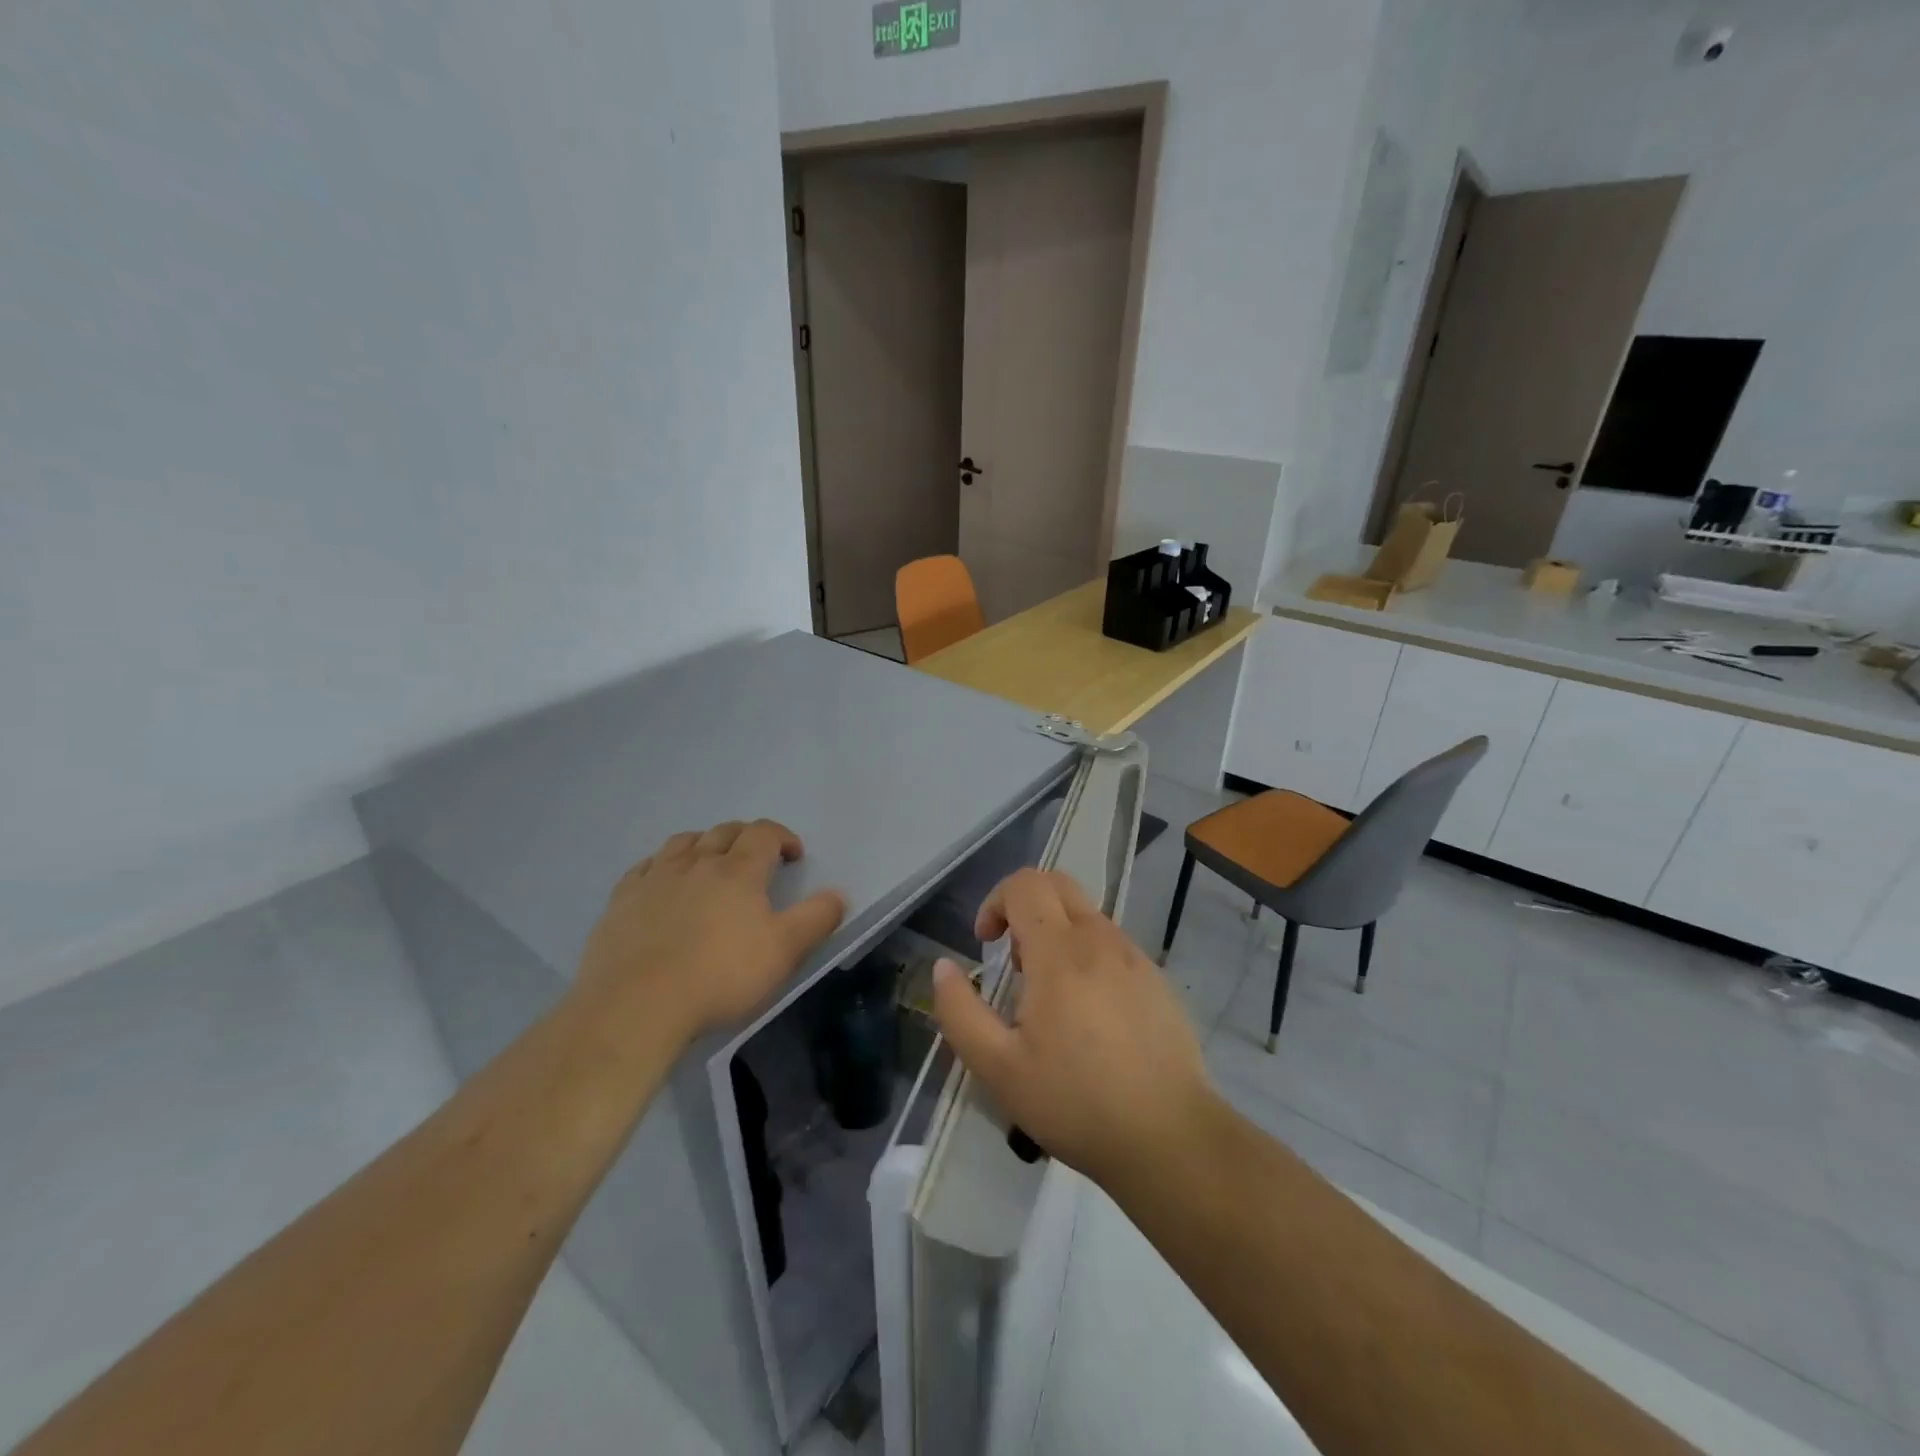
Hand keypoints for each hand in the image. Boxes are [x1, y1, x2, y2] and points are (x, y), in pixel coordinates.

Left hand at [574, 820, 846, 1047]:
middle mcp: (696, 863)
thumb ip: (817, 918)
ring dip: (703, 843)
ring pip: (682, 842)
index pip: (764, 833)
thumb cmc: (721, 976)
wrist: (638, 1005)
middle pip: (724, 831)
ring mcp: (655, 879)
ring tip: (711, 860)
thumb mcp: (785, 951)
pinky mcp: (621, 901)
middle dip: (746, 837)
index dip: (783, 837)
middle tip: (757, 857)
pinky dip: (661, 865)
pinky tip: (662, 881)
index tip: (793, 855)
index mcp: (738, 870)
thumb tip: (838, 894)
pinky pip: (644, 867)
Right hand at [931, 868, 1214, 1190]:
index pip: (1025, 884)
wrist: (1169, 1137)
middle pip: (1058, 884)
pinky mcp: (1158, 979)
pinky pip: (1113, 946)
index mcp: (1059, 952)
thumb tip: (944, 967)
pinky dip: (1088, 957)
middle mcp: (1100, 939)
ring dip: (1057, 934)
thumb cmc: (1075, 1101)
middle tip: (1015, 962)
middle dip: (1025, 906)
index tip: (986, 944)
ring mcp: (1135, 957)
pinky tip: (1089, 1016)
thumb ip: (960, 1011)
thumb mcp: (997, 1067)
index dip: (995, 901)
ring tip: (1049, 997)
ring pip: (1087, 916)